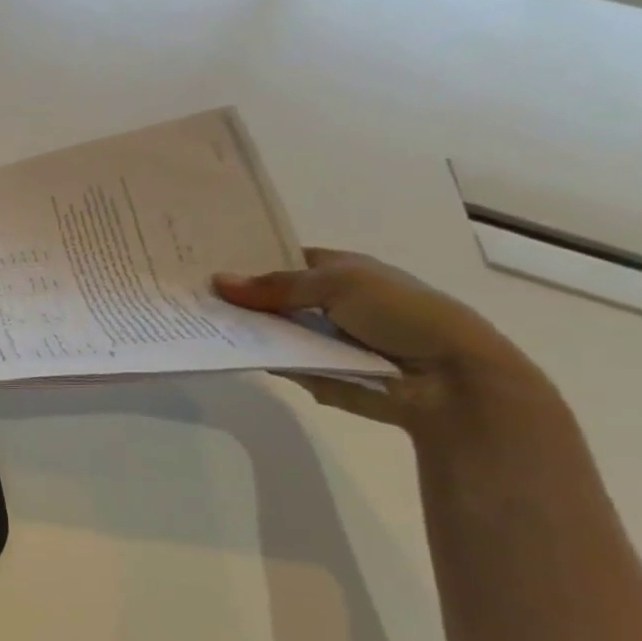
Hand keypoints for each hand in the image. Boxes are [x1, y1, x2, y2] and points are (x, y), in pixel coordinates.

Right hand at [214, 248, 547, 434]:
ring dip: (243, 328)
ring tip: (195, 321)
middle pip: (273, 297)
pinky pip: (280, 361)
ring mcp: (323, 340)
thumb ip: (277, 285)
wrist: (450, 380)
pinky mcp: (318, 373)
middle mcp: (330, 302)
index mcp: (342, 271)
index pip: (285, 260)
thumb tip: (218, 282)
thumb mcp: (339, 283)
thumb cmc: (404, 314)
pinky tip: (222, 349)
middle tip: (191, 294)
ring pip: (272, 330)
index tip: (207, 262)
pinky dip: (258, 357)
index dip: (250, 260)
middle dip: (240, 296)